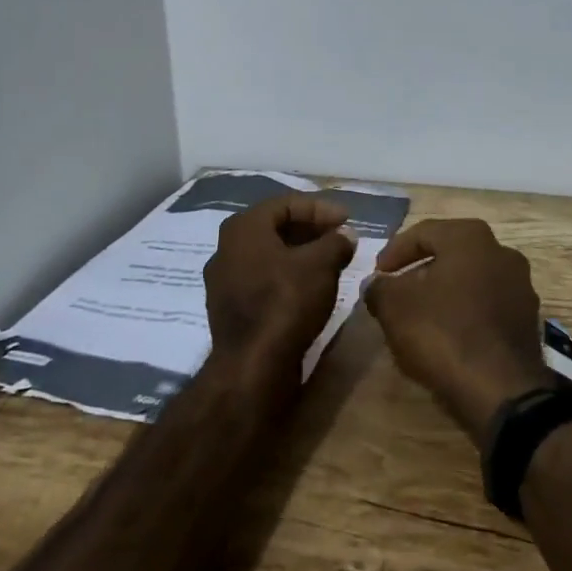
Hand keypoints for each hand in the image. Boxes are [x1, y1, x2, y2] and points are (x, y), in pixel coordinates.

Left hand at [204, 195, 356, 379]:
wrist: (252, 367)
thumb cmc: (285, 302)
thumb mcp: (321, 265)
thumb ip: (336, 242)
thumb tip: (345, 235)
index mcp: (243, 228)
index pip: (286, 204)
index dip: (320, 208)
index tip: (347, 219)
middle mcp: (226, 248)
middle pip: (275, 228)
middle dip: (310, 230)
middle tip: (339, 237)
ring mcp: (224, 281)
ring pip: (269, 255)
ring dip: (300, 254)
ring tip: (330, 262)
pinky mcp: (230, 309)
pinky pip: (262, 279)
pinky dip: (287, 276)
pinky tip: (310, 288)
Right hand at [363, 218, 552, 449]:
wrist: (501, 391)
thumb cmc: (443, 333)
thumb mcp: (395, 307)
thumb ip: (379, 288)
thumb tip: (376, 284)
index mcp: (470, 237)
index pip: (423, 232)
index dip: (394, 252)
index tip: (377, 274)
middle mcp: (501, 251)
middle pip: (450, 254)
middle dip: (420, 271)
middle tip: (396, 292)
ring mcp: (520, 286)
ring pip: (471, 280)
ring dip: (444, 293)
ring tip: (420, 317)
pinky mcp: (528, 319)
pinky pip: (487, 306)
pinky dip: (465, 313)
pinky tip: (447, 336)